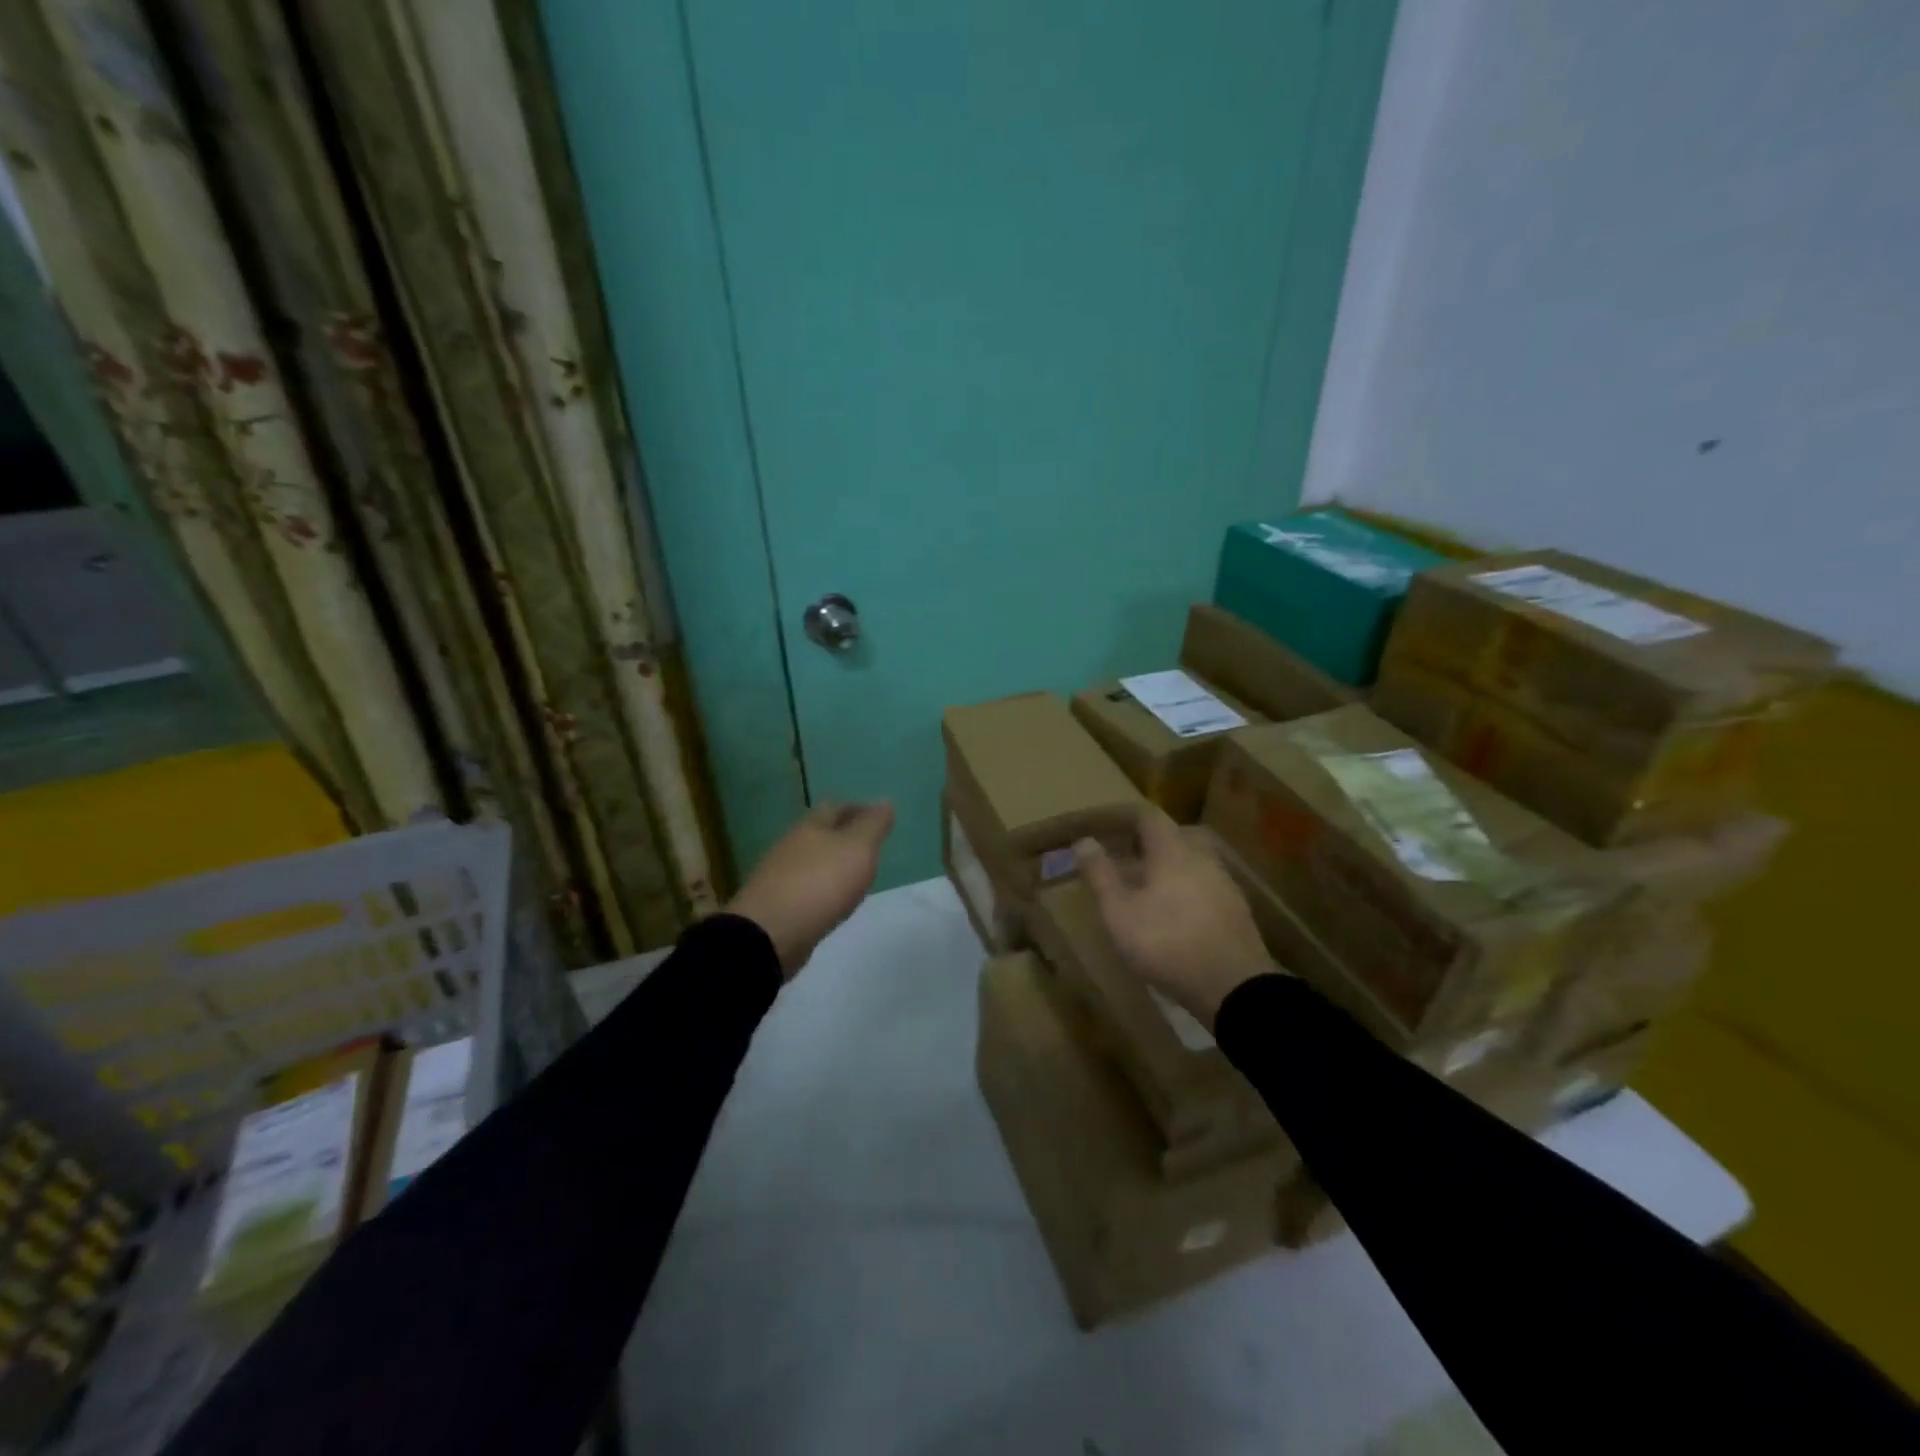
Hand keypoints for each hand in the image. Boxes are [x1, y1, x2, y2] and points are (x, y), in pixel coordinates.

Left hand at [727, 801, 894, 977]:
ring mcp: (779, 876)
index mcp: (811, 826)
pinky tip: (831, 900)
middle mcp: (791, 845)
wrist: (769, 934)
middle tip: (869, 847)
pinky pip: (804, 887)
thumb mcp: (858, 849)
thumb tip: (885, 801)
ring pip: (811, 860)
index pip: (836, 807)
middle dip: (843, 836)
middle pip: (820, 833)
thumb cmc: (820, 883)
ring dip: (831, 863)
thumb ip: (873, 826)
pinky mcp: (776, 904)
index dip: (858, 809)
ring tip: (854, 875)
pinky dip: (821, 887)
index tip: (879, 820)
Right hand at [1075, 806, 1275, 1027]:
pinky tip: (1174, 912)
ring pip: (1190, 860)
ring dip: (1166, 865)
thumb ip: (1101, 875)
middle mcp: (1202, 857)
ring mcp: (1224, 883)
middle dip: (1146, 841)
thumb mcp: (1120, 913)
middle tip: (1123, 856)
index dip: (1123, 817)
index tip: (1102, 826)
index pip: (1148, 816)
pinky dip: (1184, 886)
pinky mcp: (1236, 909)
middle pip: (1173, 835)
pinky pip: (1204, 883)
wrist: (1235, 988)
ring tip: (1145, 887)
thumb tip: (1084, 842)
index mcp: (1172, 851)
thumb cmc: (1168, 943)